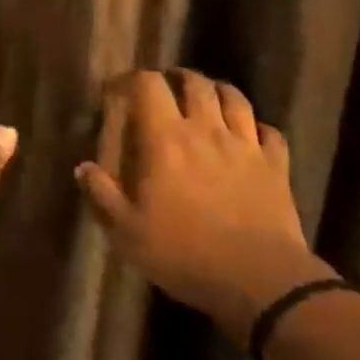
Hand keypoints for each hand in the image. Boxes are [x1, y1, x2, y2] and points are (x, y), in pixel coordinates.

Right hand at [75, 69, 324, 348]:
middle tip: (167, 87)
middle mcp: (206, 130)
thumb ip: (102, 195)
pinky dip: (259, 128)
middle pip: (195, 83)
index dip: (132, 78)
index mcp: (166, 139)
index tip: (119, 89)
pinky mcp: (276, 166)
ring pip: (235, 98)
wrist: (259, 281)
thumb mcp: (127, 232)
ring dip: (218, 91)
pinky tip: (253, 135)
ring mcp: (246, 145)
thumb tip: (83, 168)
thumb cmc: (184, 254)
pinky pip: (271, 133)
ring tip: (208, 98)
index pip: (148, 85)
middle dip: (178, 77)